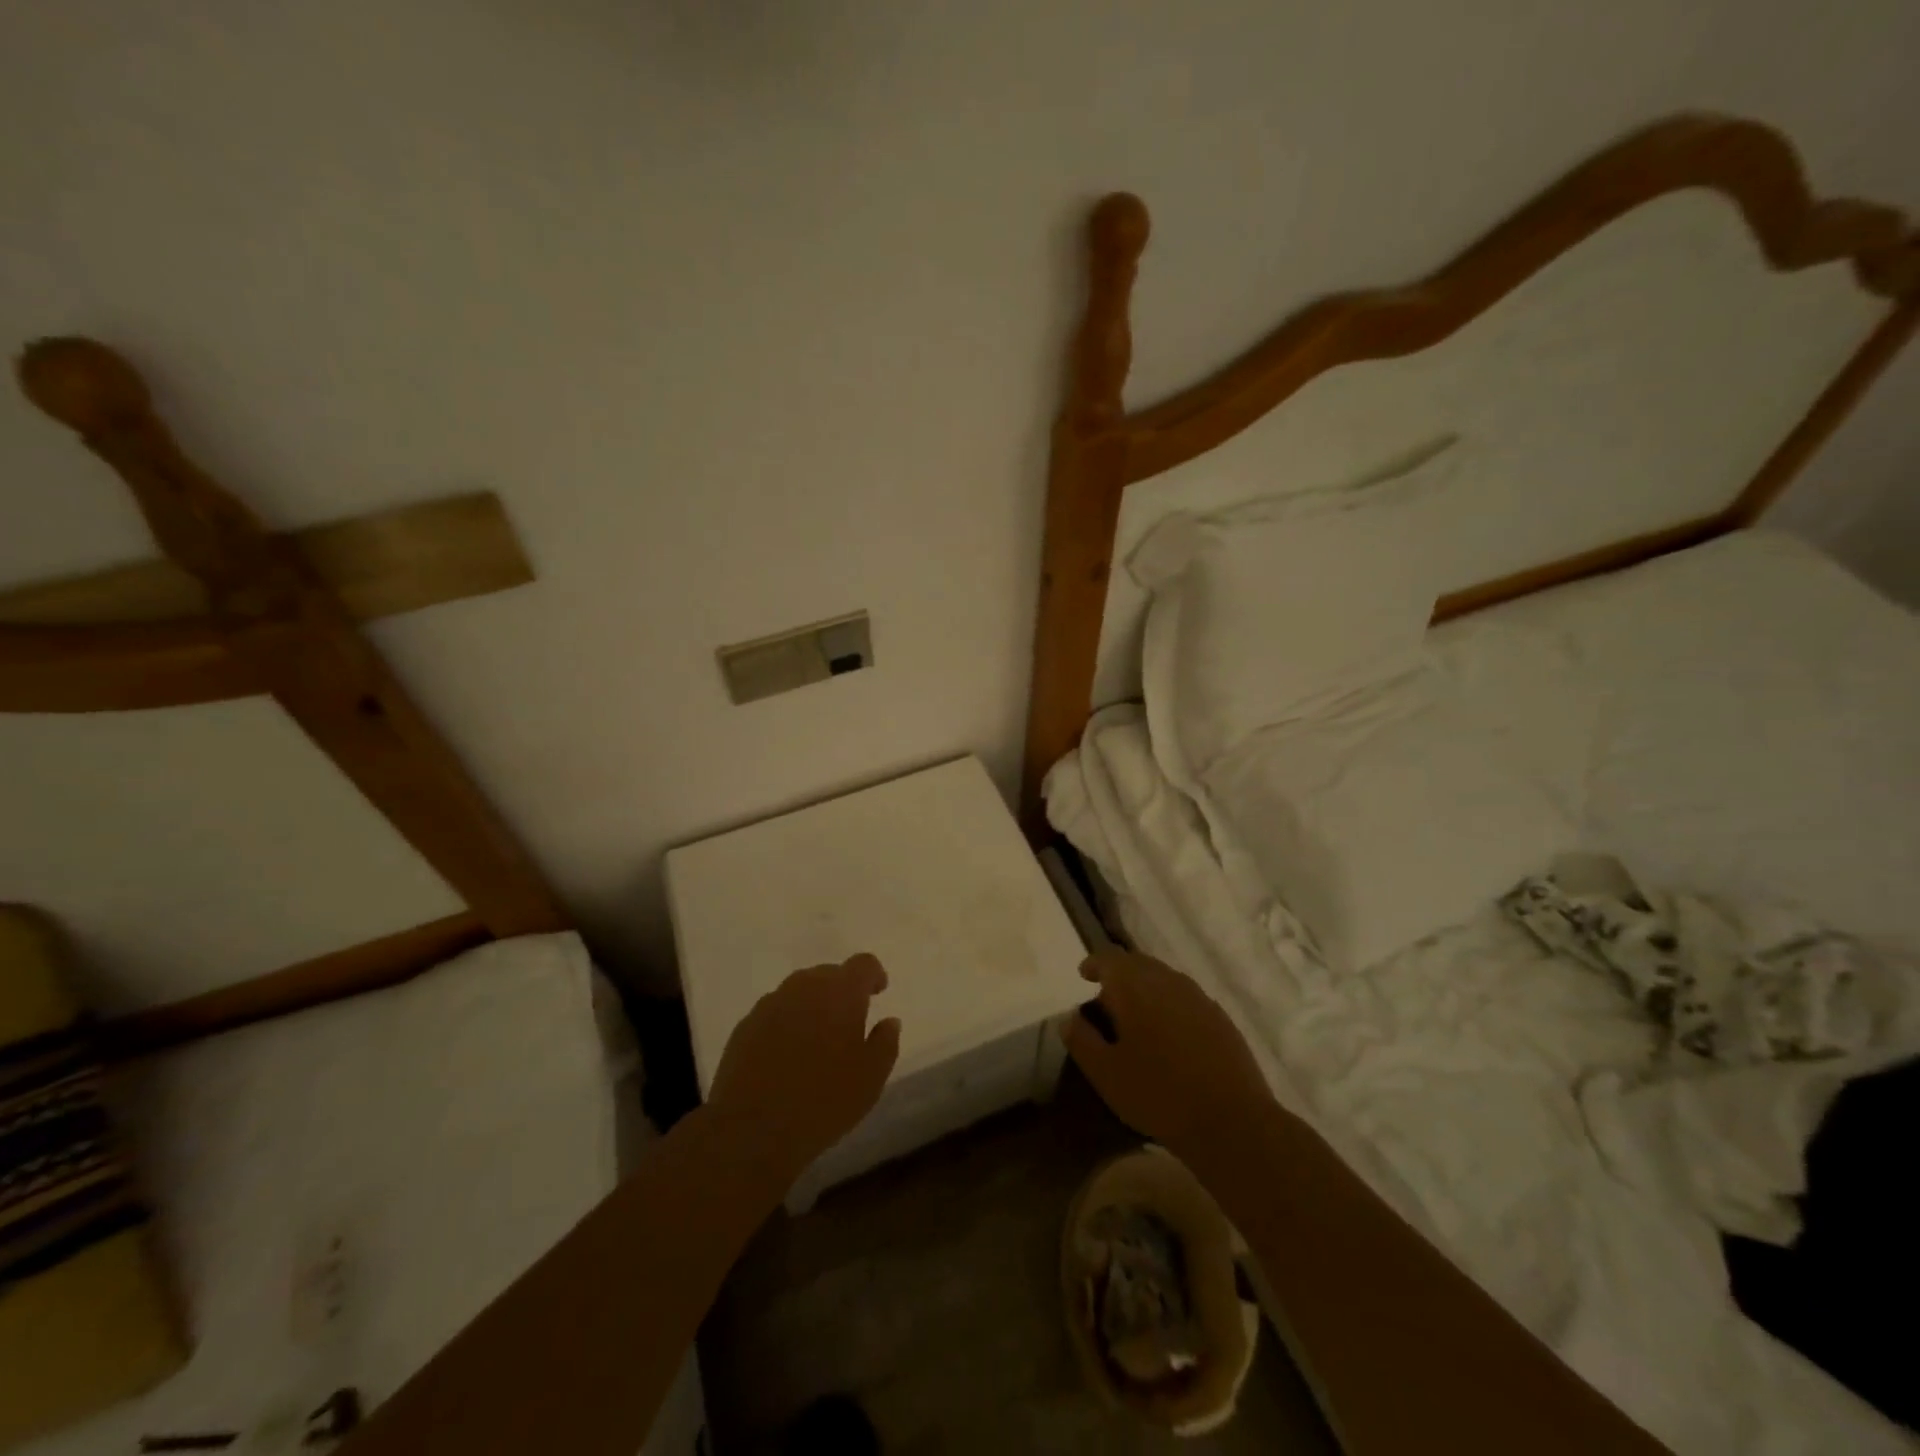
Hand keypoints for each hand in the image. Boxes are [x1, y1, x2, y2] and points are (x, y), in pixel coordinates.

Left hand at [705, 954, 900, 1186]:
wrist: (752, 1130)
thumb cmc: (823, 1101)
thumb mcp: (871, 1078)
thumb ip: (885, 1042)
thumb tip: (889, 1021)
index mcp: (841, 993)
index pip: (863, 964)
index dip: (873, 975)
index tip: (878, 992)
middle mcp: (804, 987)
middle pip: (829, 974)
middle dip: (842, 991)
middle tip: (848, 1022)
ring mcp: (770, 1004)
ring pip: (799, 991)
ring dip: (812, 1006)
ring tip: (817, 1040)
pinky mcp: (745, 1025)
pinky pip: (774, 1013)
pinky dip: (786, 1023)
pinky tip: (787, 1055)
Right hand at [1061, 950, 1272, 1155]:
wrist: (1231, 1121)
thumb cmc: (1158, 1094)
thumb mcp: (1105, 1073)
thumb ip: (1082, 1039)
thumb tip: (1069, 1017)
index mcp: (1134, 987)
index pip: (1110, 958)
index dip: (1095, 963)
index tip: (1084, 976)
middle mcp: (1167, 981)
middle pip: (1138, 963)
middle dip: (1120, 973)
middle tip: (1107, 997)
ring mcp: (1198, 998)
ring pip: (1164, 978)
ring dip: (1146, 987)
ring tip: (1136, 1015)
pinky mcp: (1220, 1018)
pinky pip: (1186, 997)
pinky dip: (1170, 1003)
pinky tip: (1169, 1033)